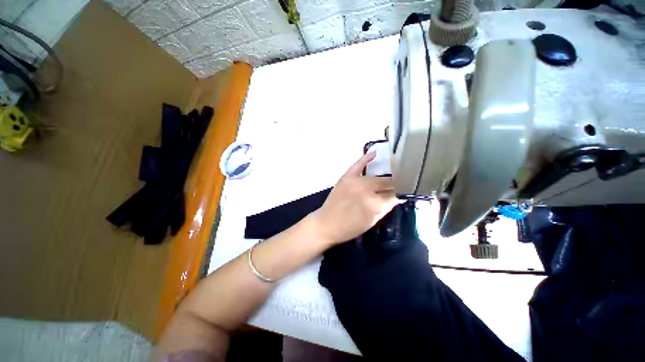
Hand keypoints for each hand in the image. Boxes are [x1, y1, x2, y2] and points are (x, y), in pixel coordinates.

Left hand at [310, 153, 403, 245]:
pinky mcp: (346, 177)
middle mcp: (365, 189)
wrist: (326, 224)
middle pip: (385, 183)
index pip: (393, 195)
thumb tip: (398, 197)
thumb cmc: (350, 228)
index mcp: (373, 203)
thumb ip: (386, 208)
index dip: (401, 194)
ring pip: (375, 177)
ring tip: (393, 177)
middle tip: (400, 186)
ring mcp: (355, 181)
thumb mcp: (372, 222)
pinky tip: (374, 153)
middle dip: (395, 185)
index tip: (406, 193)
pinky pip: (357, 165)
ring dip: (384, 178)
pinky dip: (365, 158)